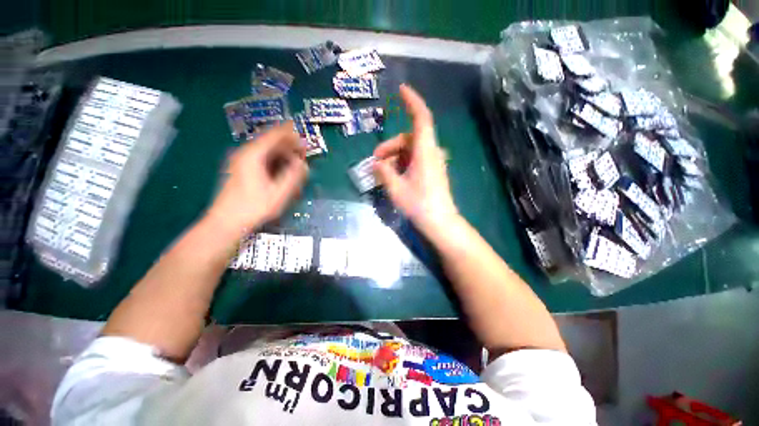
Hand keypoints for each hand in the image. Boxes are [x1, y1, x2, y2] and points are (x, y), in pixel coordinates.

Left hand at [206, 122, 307, 236]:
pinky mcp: (239, 169)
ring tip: (295, 161)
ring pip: (264, 150)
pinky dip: (273, 160)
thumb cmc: (253, 207)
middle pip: (269, 141)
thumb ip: (293, 176)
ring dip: (281, 153)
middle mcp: (244, 154)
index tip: (302, 134)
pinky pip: (260, 158)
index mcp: (253, 155)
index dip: (289, 133)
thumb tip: (303, 164)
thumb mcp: (279, 193)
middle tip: (302, 151)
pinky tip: (281, 169)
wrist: (225, 222)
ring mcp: (240, 161)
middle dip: (287, 144)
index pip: (273, 135)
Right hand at [373, 84, 459, 235]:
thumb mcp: (396, 188)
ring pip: (411, 151)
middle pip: (409, 138)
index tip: (401, 90)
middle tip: (375, 160)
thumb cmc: (418, 204)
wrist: (440, 222)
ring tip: (382, 172)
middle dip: (390, 146)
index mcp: (425, 151)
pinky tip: (393, 176)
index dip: (412, 101)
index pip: (421, 118)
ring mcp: (433, 163)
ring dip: (395, 157)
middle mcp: (431, 153)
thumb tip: (376, 163)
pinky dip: (402, 164)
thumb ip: (384, 172)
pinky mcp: (432, 172)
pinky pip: (414, 160)